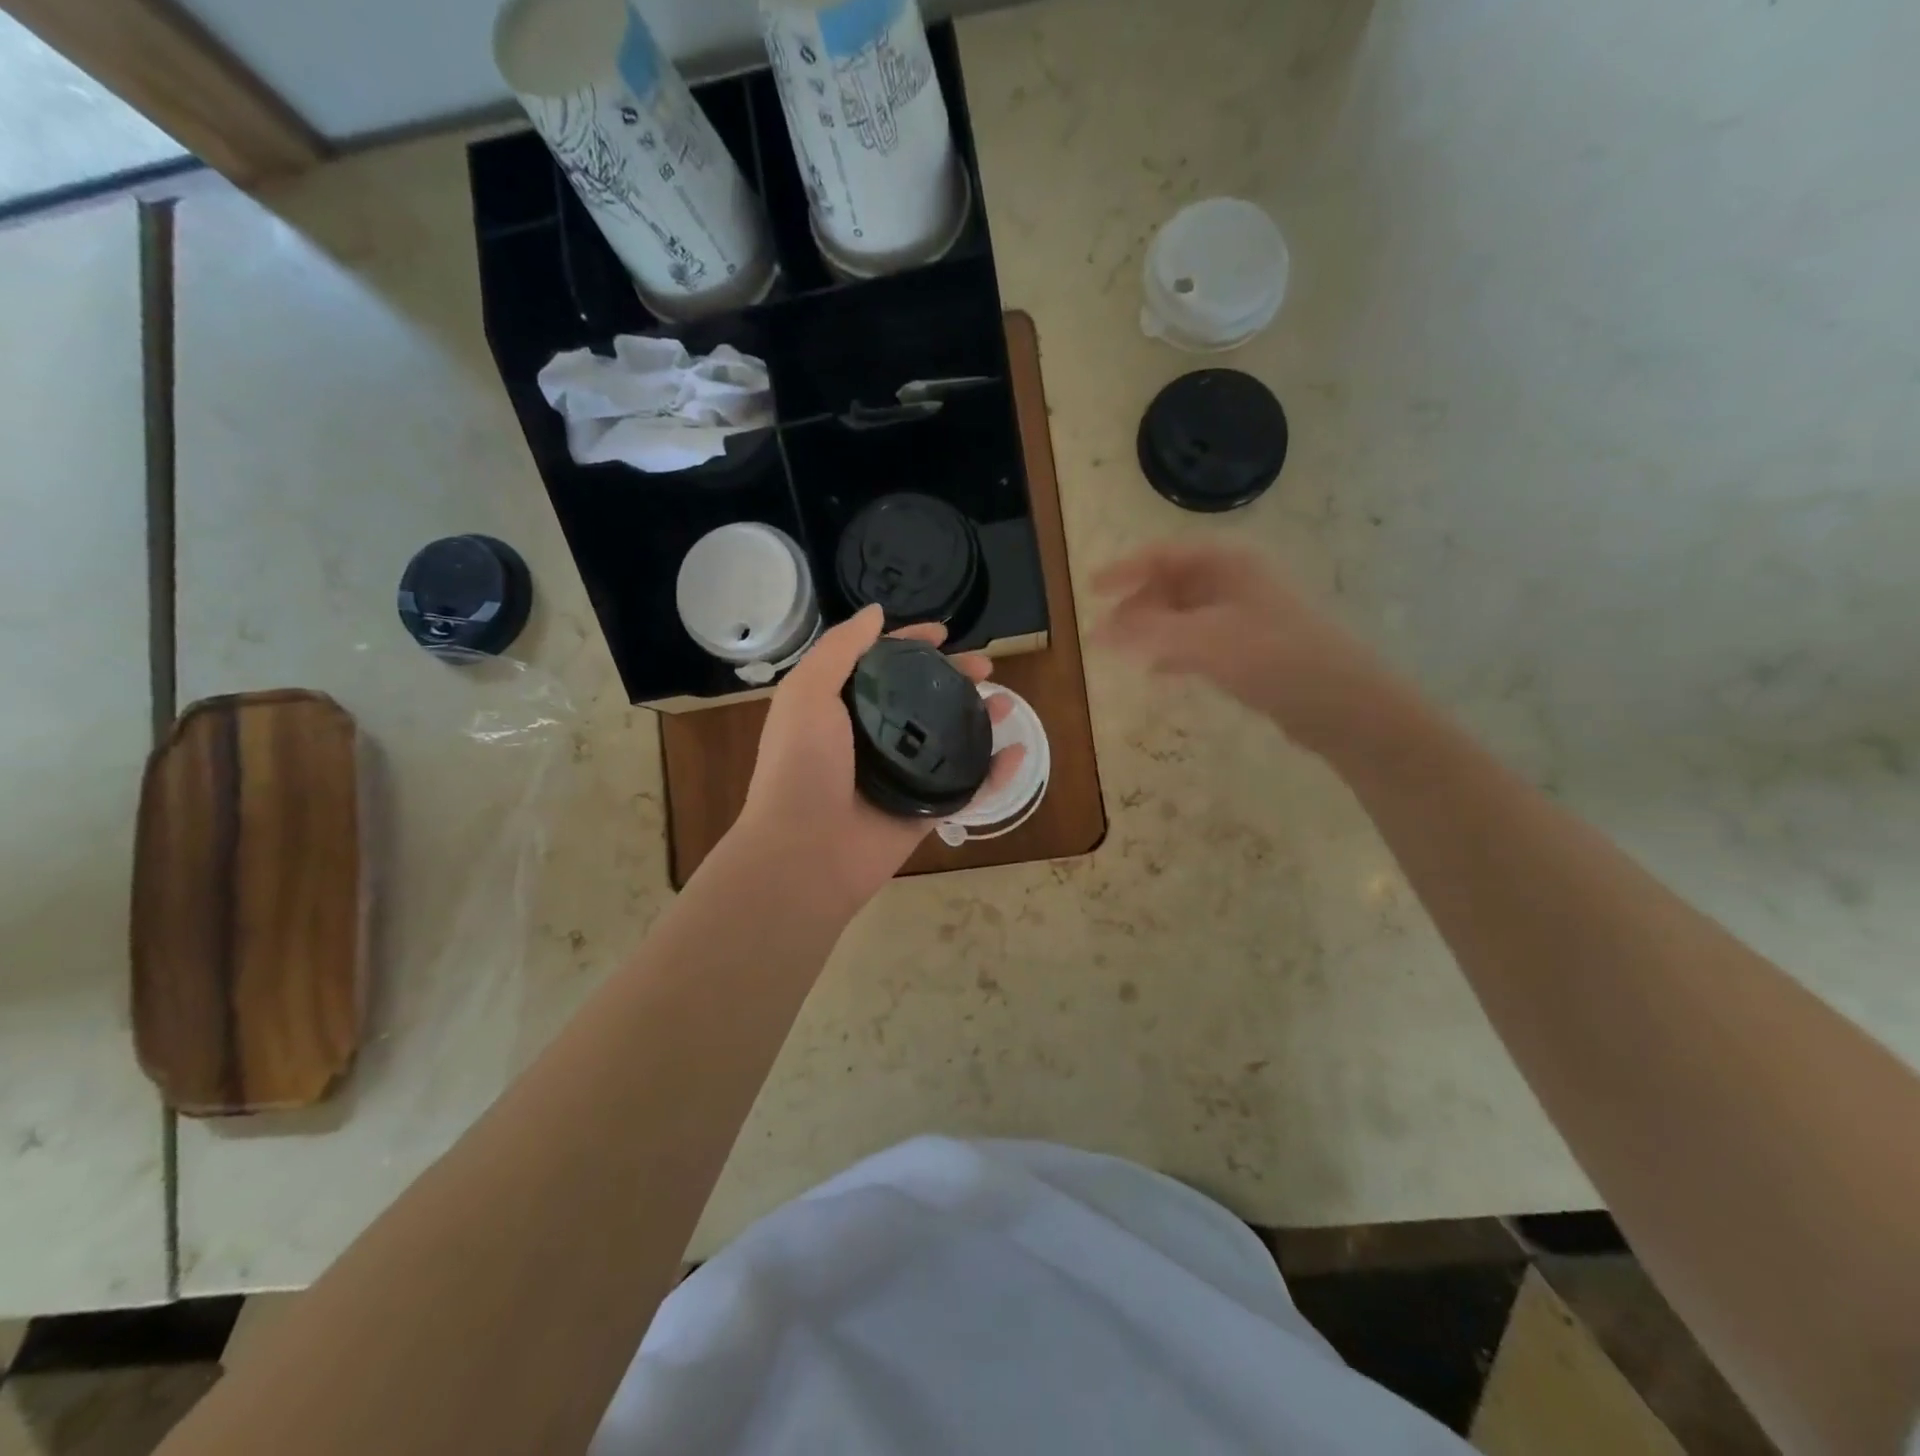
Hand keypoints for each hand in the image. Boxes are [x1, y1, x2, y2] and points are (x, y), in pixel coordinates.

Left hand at [733, 605, 1026, 914]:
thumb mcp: (808, 692)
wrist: (805, 851)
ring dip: (979, 718)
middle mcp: (874, 738)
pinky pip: (966, 787)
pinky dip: (994, 772)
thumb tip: (877, 612)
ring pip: (949, 739)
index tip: (944, 633)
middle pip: (923, 699)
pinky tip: (1016, 752)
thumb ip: (841, 649)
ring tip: (1005, 702)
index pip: (884, 665)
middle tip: (984, 665)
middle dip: (954, 678)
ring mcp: (901, 776)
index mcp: (842, 709)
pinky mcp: (924, 812)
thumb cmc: (802, 765)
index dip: (912, 645)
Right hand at [1091, 541, 1395, 755]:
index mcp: (1227, 564)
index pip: (1163, 555)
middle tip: (1104, 634)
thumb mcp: (1203, 640)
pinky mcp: (1251, 649)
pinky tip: (1159, 673)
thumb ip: (1147, 633)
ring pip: (1184, 615)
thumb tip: (1098, 633)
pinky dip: (1174, 653)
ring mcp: (1245, 616)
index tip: (1090, 590)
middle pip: (1172, 584)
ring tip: (1124, 654)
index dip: (1124, 570)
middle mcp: (1236, 582)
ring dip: (1152, 631)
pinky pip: (1200, 642)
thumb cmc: (1272, 657)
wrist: (1341, 703)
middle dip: (1135, 606)